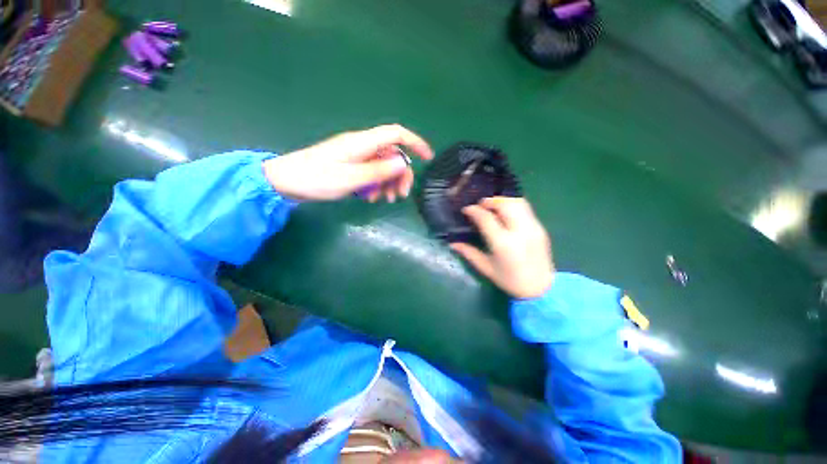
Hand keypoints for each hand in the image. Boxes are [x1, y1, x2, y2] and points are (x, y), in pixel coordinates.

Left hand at [263, 124, 433, 201]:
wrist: (287, 182)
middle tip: (400, 196)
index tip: (428, 158)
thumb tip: (403, 163)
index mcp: (363, 143)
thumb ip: (379, 171)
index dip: (415, 143)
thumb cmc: (318, 178)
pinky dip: (375, 185)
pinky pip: (371, 173)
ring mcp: (356, 156)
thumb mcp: (352, 178)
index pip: (396, 134)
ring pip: (383, 166)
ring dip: (388, 183)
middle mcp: (362, 146)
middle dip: (400, 174)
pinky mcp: (351, 166)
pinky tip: (370, 197)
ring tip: (384, 200)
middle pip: (392, 155)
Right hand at [450, 197, 554, 298]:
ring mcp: (533, 227)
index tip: (466, 209)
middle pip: (505, 204)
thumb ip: (469, 253)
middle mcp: (520, 231)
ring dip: (502, 200)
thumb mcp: (486, 268)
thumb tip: (453, 243)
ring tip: (492, 206)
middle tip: (479, 206)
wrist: (542, 288)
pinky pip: (526, 208)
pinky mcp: (540, 227)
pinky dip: (512, 205)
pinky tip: (505, 213)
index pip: (486, 218)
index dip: (474, 210)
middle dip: (489, 201)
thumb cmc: (510, 281)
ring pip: (518, 202)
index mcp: (503, 243)